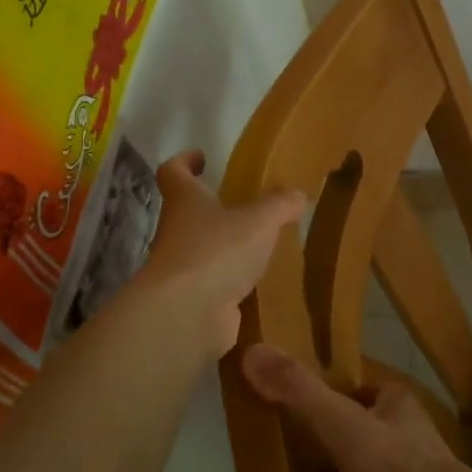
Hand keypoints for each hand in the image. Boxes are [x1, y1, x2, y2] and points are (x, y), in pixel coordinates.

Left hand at [140, 151, 304, 354]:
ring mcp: (181, 271)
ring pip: (202, 251)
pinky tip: (260, 285)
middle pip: (187, 213)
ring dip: (225, 249)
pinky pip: (215, 286)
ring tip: (260, 248)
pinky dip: (232, 284)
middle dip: (213, 210)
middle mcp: (176, 232)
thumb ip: (279, 205)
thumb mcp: (259, 220)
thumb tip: (298, 195)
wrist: (187, 315)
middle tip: (245, 208)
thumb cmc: (217, 251)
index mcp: (186, 202)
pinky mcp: (193, 302)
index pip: (173, 172)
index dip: (184, 161)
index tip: (201, 157)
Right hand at [239, 343, 471, 471]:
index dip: (340, 397)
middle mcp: (414, 436)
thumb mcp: (341, 422)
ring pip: (378, 471)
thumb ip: (300, 391)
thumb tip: (252, 351)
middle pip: (371, 431)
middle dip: (344, 441)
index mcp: (400, 405)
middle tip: (300, 457)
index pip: (367, 391)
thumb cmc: (394, 466)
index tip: (306, 411)